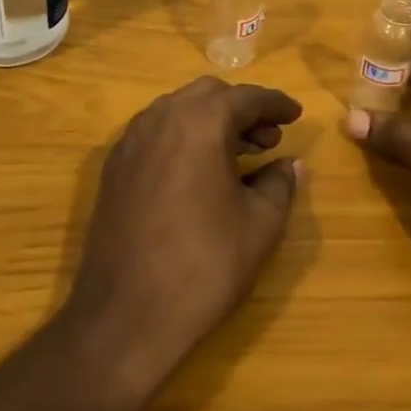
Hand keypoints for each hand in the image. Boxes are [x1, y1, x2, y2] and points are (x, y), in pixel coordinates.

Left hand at [64, 78, 303, 405]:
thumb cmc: (203, 266)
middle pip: (209, 95)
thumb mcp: (260, 225)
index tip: (296, 114)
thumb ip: (280, 184)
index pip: (246, 98)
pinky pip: (155, 132)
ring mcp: (131, 141)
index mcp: (200, 123)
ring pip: (178, 110)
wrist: (125, 316)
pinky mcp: (113, 167)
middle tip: (269, 138)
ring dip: (211, 121)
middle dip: (242, 110)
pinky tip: (199, 172)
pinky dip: (183, 136)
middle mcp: (161, 118)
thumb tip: (290, 165)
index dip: (276, 104)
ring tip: (239, 155)